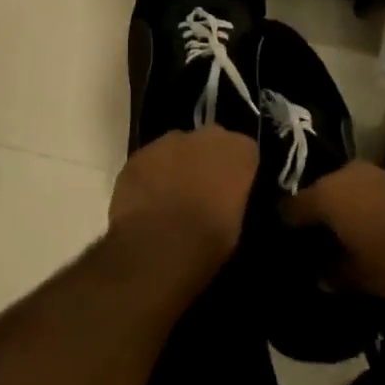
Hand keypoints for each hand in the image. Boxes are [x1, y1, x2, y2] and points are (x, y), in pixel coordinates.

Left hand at [108, 126, 256, 276]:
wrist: (157, 248)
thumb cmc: (208, 241)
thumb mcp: (237, 224)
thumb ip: (234, 198)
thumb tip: (225, 199)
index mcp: (238, 151)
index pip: (245, 151)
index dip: (238, 172)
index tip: (233, 192)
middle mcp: (205, 136)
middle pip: (211, 142)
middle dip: (208, 161)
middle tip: (203, 191)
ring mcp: (168, 142)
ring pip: (178, 147)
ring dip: (178, 165)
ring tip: (172, 197)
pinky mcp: (138, 155)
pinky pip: (150, 161)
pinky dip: (151, 175)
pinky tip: (148, 201)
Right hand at [281, 161, 384, 300]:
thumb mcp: (357, 276)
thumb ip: (332, 273)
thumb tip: (320, 274)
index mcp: (325, 195)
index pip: (290, 208)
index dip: (286, 227)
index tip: (286, 244)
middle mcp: (344, 174)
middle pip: (318, 192)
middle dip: (316, 214)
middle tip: (316, 241)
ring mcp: (373, 172)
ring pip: (345, 189)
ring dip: (342, 207)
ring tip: (344, 234)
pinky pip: (368, 190)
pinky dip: (364, 205)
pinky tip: (371, 226)